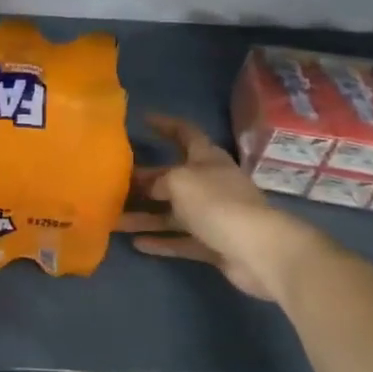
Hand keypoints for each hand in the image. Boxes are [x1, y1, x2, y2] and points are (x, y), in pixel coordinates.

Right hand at [118, 114, 331, 302]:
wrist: (258, 251)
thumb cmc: (217, 203)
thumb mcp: (179, 181)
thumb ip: (159, 180)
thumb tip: (151, 189)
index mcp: (207, 159)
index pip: (185, 133)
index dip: (166, 125)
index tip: (144, 120)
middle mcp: (210, 184)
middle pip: (173, 177)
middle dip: (145, 179)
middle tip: (114, 182)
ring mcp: (214, 215)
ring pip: (172, 213)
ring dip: (145, 216)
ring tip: (114, 220)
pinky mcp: (214, 244)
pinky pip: (181, 240)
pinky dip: (161, 241)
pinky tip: (136, 244)